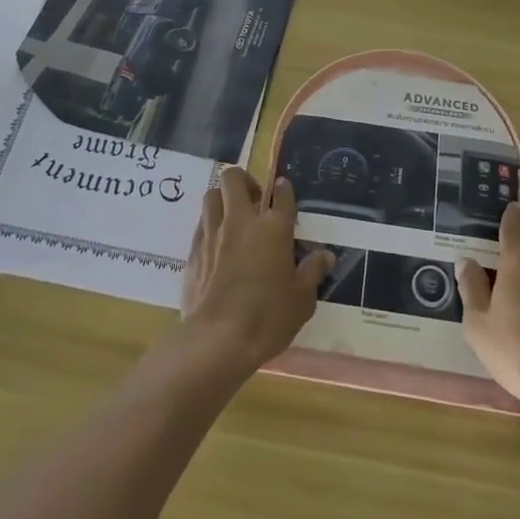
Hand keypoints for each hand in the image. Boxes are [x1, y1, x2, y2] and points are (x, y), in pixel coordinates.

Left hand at [179, 168, 331, 376]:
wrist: (217, 339)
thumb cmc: (267, 317)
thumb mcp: (301, 299)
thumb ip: (312, 272)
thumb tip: (325, 255)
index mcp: (273, 228)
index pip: (281, 195)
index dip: (284, 189)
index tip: (283, 189)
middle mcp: (241, 221)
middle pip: (233, 179)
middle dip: (243, 180)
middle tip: (253, 199)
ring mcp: (213, 234)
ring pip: (211, 196)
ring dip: (222, 199)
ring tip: (231, 216)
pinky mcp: (193, 252)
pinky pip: (200, 225)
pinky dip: (209, 225)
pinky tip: (216, 244)